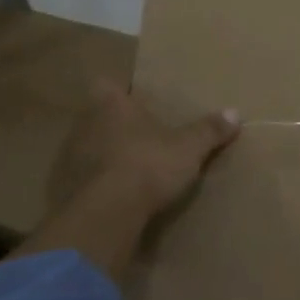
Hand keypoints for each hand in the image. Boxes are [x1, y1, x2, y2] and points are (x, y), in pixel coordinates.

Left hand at [19, 83, 239, 275]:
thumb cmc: (148, 165)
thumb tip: (235, 113)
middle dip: (115, 125)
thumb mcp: (189, 148)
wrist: (106, 215)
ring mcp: (70, 159)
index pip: (106, 85)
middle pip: (97, 117)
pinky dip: (96, 185)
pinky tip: (114, 197)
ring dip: (104, 156)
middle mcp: (85, 125)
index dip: (118, 90)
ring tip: (129, 168)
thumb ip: (209, 130)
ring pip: (88, 148)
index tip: (133, 98)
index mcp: (112, 105)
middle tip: (140, 135)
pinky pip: (82, 181)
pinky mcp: (64, 191)